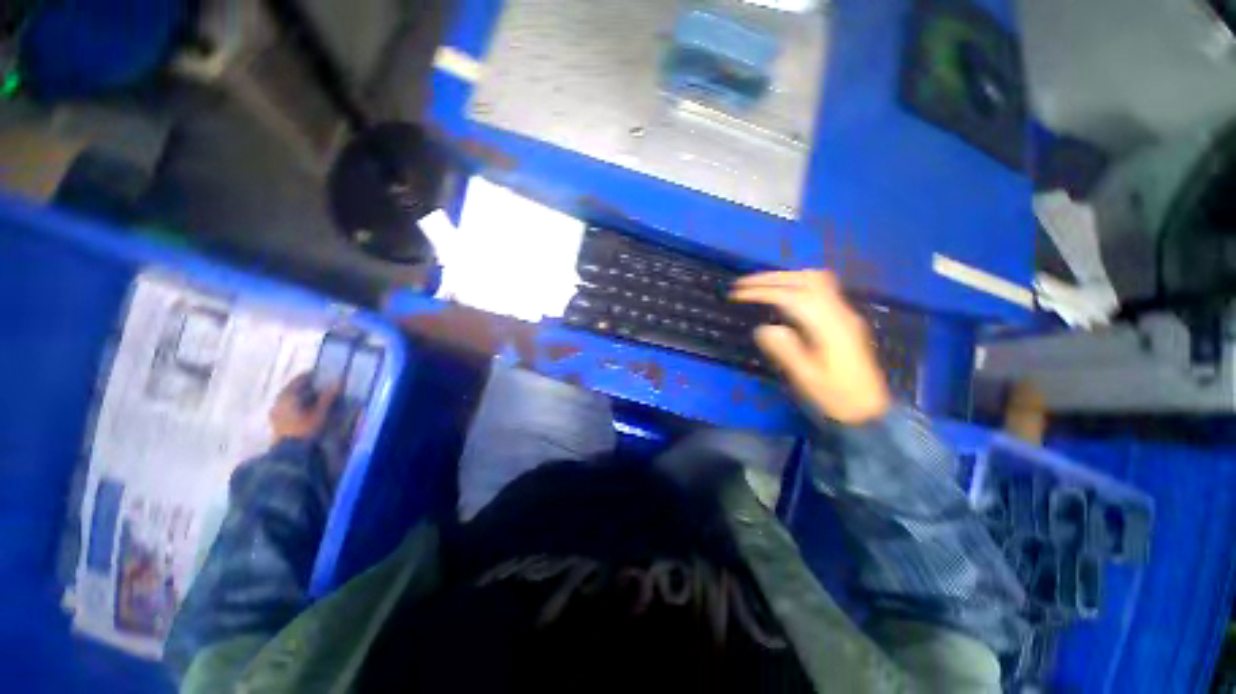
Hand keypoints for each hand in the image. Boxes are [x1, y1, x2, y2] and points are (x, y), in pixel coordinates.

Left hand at [270, 374, 340, 442]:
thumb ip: (328, 396)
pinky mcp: (275, 421)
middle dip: (304, 386)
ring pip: (288, 398)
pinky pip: (285, 407)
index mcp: (287, 395)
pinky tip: (303, 409)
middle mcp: (278, 401)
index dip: (310, 376)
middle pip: (291, 388)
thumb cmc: (305, 428)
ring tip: (312, 397)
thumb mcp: (320, 412)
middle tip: (318, 385)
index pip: (298, 380)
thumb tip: (338, 381)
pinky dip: (295, 404)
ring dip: (299, 396)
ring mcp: (275, 412)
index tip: (320, 374)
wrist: (289, 451)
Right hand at [730, 271, 889, 424]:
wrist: (868, 411)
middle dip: (771, 278)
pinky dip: (797, 283)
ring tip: (760, 284)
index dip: (763, 291)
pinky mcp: (844, 319)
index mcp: (830, 328)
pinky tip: (783, 293)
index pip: (793, 297)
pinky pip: (821, 288)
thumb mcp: (806, 379)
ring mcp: (845, 314)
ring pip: (816, 280)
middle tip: (743, 284)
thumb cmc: (835, 397)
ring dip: (785, 277)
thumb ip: (785, 351)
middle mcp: (840, 313)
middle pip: (806, 280)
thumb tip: (763, 328)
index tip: (738, 293)